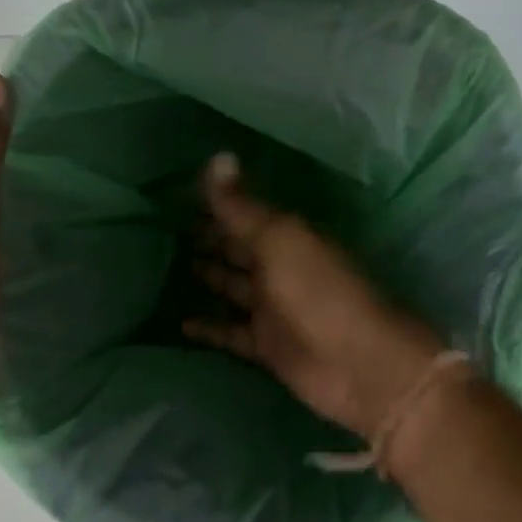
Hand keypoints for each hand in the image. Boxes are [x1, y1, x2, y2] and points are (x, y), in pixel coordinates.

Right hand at [185, 153, 443, 438]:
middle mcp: (280, 268)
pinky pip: (230, 333)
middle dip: (207, 238)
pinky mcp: (267, 347)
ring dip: (206, 277)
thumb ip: (243, 207)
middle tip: (160, 228)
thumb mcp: (281, 241)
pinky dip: (209, 328)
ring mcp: (273, 310)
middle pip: (237, 249)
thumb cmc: (321, 293)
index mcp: (288, 237)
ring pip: (231, 288)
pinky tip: (178, 322)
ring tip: (161, 267)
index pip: (244, 214)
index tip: (174, 195)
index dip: (215, 205)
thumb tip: (217, 156)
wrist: (361, 365)